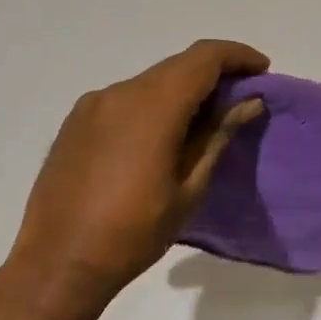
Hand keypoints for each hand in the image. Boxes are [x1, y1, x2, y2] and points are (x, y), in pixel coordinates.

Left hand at [8, 39, 268, 300]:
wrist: (58, 263)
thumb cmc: (134, 232)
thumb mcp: (189, 188)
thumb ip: (218, 135)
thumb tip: (248, 101)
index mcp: (152, 106)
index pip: (204, 58)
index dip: (237, 56)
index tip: (263, 70)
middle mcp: (120, 93)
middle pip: (177, 65)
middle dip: (214, 73)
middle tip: (241, 98)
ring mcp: (93, 105)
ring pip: (151, 81)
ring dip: (182, 90)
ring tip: (204, 121)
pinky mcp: (76, 122)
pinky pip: (125, 98)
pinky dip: (153, 104)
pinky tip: (161, 135)